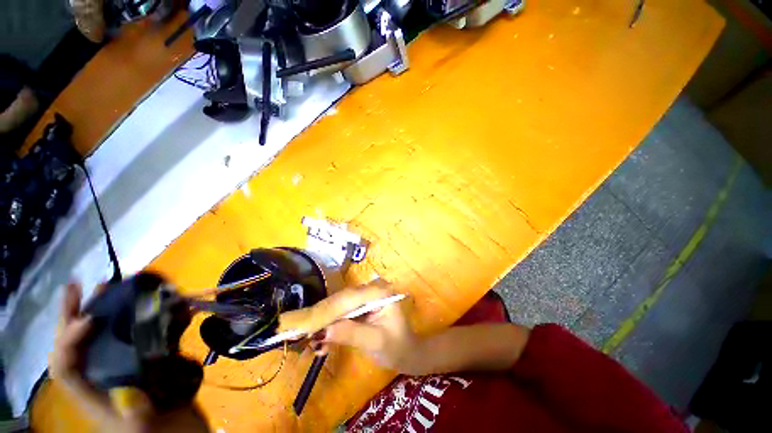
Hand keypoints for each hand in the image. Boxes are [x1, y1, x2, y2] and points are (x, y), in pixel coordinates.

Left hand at [49, 284, 156, 432]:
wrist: (180, 430)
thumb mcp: (149, 431)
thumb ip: (136, 415)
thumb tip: (127, 391)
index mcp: (96, 396)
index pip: (66, 368)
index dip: (69, 342)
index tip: (87, 319)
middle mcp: (103, 377)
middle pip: (77, 345)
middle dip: (74, 314)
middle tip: (80, 286)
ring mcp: (124, 368)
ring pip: (105, 335)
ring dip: (106, 310)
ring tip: (111, 289)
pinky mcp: (147, 361)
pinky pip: (139, 335)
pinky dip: (142, 317)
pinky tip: (152, 305)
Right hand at [312, 283, 420, 374]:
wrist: (407, 353)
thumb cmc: (396, 347)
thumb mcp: (375, 341)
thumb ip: (350, 333)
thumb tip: (320, 332)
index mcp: (379, 292)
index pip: (349, 298)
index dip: (328, 311)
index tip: (308, 326)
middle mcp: (371, 290)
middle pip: (342, 300)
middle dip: (323, 318)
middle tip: (303, 335)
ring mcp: (365, 298)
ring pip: (339, 306)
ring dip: (325, 323)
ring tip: (311, 342)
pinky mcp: (360, 307)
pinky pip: (342, 313)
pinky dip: (331, 326)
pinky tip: (322, 342)